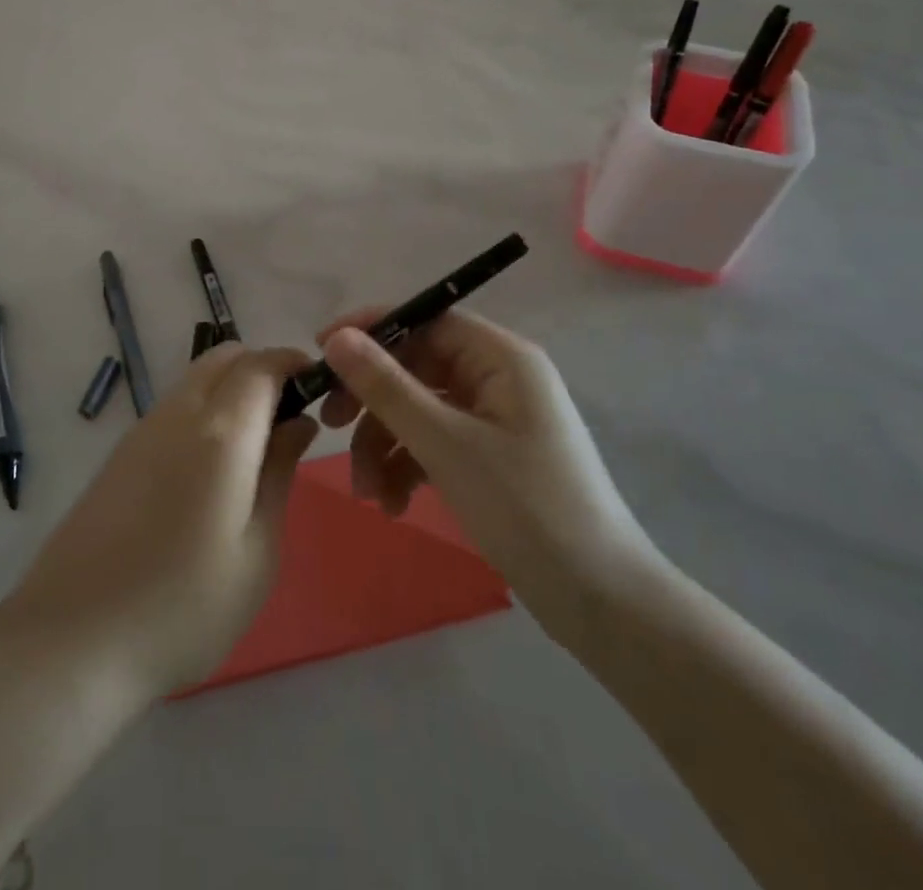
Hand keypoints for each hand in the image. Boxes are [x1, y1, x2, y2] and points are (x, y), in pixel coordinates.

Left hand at [5, 344, 319, 698]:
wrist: (72, 639)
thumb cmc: (183, 607)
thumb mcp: (256, 552)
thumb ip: (279, 473)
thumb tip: (299, 422)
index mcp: (220, 432)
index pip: (261, 364)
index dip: (294, 363)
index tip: (319, 387)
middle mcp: (178, 413)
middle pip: (224, 357)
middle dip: (262, 370)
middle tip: (288, 419)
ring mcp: (142, 429)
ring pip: (196, 378)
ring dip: (231, 389)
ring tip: (254, 450)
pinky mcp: (120, 452)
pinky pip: (174, 406)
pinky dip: (204, 410)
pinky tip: (209, 470)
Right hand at [317, 308, 657, 643]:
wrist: (602, 602)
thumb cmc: (526, 509)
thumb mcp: (446, 444)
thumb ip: (387, 387)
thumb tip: (336, 338)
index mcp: (501, 357)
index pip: (425, 319)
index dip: (371, 331)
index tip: (320, 353)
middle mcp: (499, 377)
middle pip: (417, 367)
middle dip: (373, 401)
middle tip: (330, 425)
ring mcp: (496, 419)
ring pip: (420, 409)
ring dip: (386, 444)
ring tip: (369, 493)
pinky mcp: (492, 456)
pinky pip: (436, 442)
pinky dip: (409, 466)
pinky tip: (394, 504)